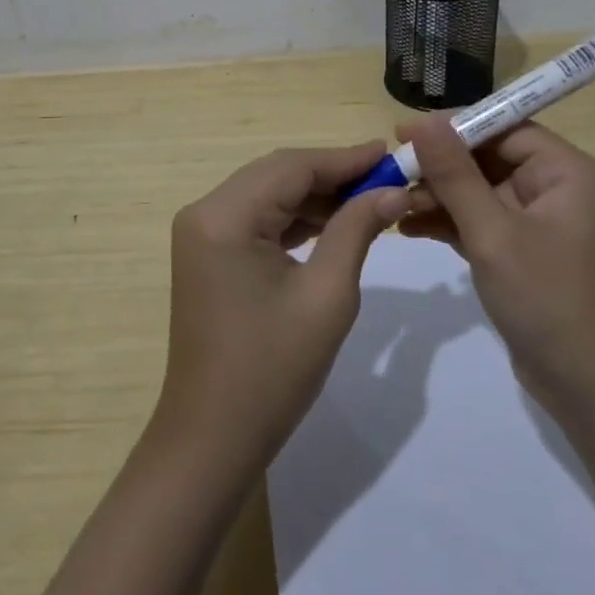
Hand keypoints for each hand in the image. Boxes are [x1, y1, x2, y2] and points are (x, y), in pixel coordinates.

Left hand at [154, 142, 410, 471]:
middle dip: (333, 174)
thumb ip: (357, 230)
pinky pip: (256, 218)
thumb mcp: (327, 295)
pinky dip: (295, 217)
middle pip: (278, 173)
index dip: (346, 158)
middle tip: (387, 178)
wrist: (212, 440)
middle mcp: (205, 212)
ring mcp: (202, 233)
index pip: (294, 166)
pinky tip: (332, 223)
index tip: (393, 154)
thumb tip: (393, 190)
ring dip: (316, 195)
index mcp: (224, 216)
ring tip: (369, 200)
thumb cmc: (272, 371)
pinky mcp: (208, 253)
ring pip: (268, 193)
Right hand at [397, 116, 594, 417]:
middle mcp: (553, 188)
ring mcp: (536, 222)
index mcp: (564, 171)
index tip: (403, 133)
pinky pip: (479, 222)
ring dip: (438, 195)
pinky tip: (407, 227)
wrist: (591, 390)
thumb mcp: (494, 233)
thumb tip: (424, 123)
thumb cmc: (548, 299)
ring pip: (478, 191)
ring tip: (391, 203)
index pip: (503, 127)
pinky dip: (447, 223)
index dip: (453, 127)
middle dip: (439, 166)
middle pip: (487, 158)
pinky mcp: (520, 252)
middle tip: (390, 171)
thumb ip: (456, 176)